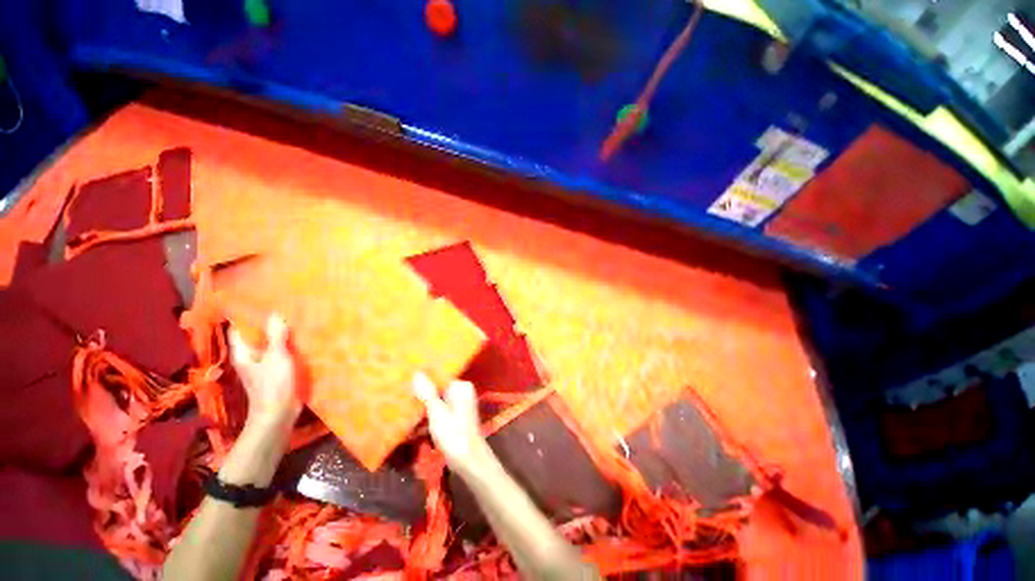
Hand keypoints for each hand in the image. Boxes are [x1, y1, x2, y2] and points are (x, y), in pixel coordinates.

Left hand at [229, 314, 302, 429]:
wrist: (278, 414)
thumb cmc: (273, 385)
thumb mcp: (276, 357)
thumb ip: (276, 336)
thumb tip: (275, 314)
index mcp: (243, 353)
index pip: (239, 329)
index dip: (246, 316)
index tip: (259, 302)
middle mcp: (250, 358)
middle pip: (255, 336)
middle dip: (267, 324)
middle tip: (283, 307)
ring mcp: (263, 366)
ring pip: (269, 345)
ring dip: (279, 335)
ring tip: (294, 320)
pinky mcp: (276, 373)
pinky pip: (280, 354)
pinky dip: (287, 346)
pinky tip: (300, 340)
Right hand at [413, 372, 489, 475]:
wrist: (469, 460)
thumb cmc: (454, 434)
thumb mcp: (437, 412)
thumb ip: (427, 393)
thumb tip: (417, 373)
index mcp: (461, 387)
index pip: (440, 376)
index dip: (423, 378)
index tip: (405, 378)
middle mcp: (462, 392)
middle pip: (438, 388)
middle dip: (422, 391)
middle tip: (402, 391)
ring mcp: (460, 405)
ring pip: (437, 400)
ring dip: (423, 404)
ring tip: (403, 402)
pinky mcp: (456, 417)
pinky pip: (439, 410)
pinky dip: (428, 414)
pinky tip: (413, 418)